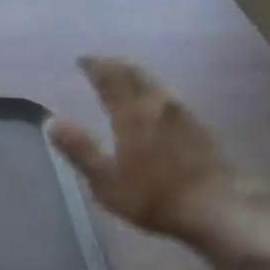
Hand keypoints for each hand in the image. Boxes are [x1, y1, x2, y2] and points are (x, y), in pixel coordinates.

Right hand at [50, 56, 250, 244]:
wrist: (218, 209)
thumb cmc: (155, 197)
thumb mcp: (107, 181)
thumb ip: (80, 149)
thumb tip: (51, 121)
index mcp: (132, 113)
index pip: (110, 78)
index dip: (94, 66)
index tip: (81, 60)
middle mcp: (157, 104)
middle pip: (135, 72)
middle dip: (114, 64)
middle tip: (99, 63)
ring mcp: (182, 112)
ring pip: (154, 81)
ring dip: (135, 73)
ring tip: (122, 76)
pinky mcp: (198, 125)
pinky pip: (167, 94)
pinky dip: (151, 88)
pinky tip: (152, 101)